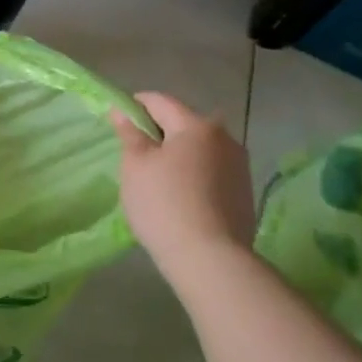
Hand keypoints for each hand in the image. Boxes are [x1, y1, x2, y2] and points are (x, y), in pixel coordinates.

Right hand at [110, 92, 255, 273]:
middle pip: (183, 124)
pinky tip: (179, 197)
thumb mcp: (135, 165)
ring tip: (156, 179)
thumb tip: (122, 111)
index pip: (159, 101)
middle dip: (157, 132)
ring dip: (177, 155)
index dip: (134, 105)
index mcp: (197, 126)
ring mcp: (239, 167)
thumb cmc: (164, 204)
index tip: (117, 120)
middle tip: (133, 153)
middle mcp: (225, 139)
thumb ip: (130, 133)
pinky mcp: (244, 193)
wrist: (211, 260)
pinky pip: (210, 172)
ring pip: (198, 149)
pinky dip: (192, 175)